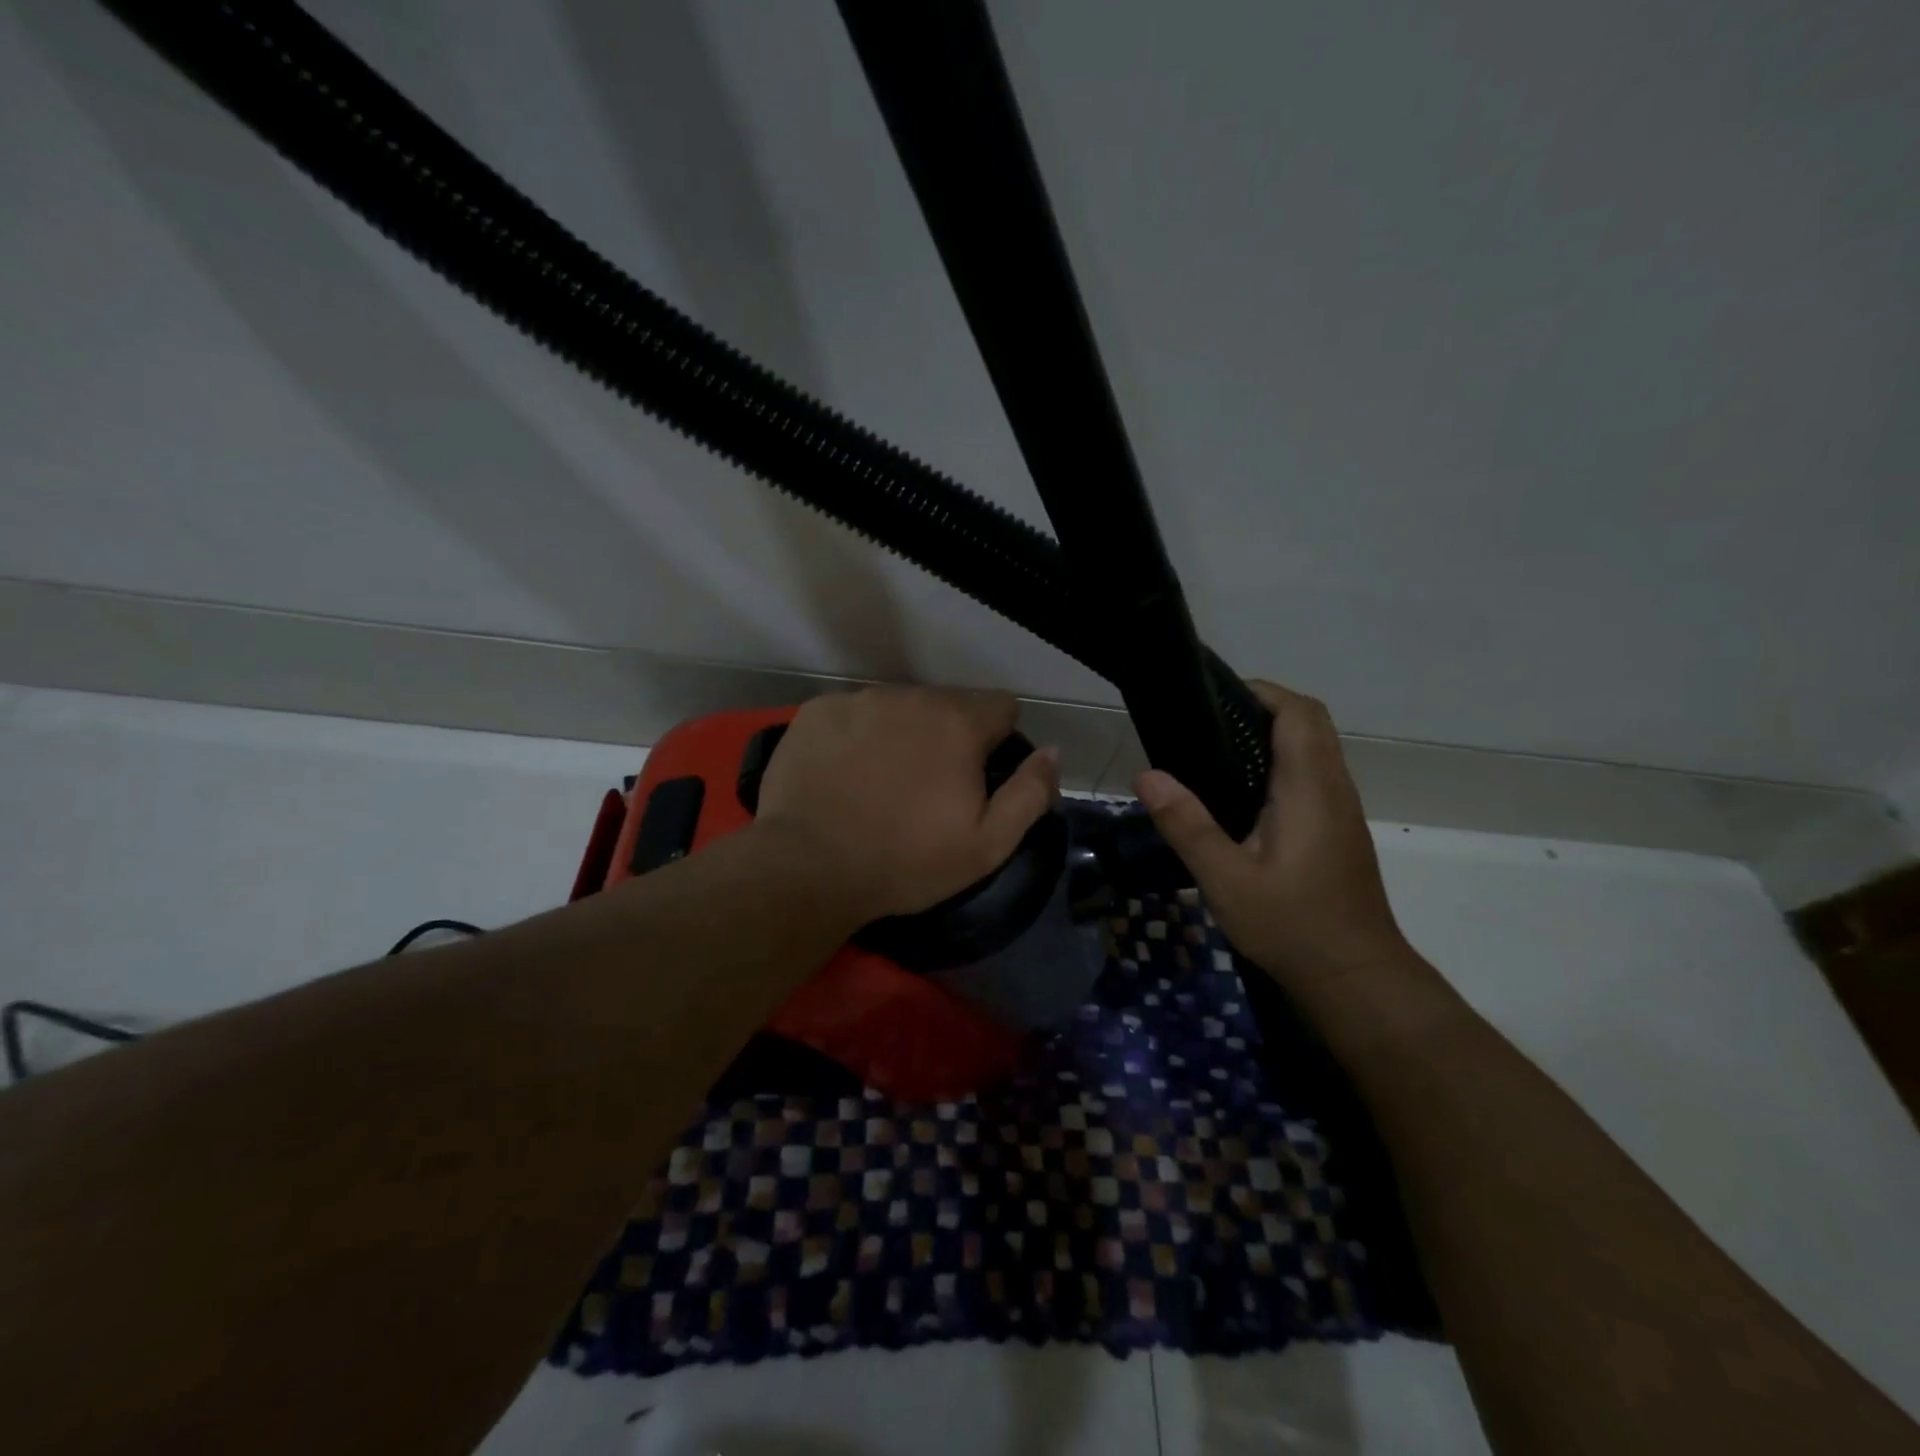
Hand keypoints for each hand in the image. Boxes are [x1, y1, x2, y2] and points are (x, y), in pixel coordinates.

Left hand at [752, 686, 1059, 924]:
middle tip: (928, 787)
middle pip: (948, 705)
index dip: (998, 740)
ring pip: (899, 708)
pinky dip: (857, 735)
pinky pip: (853, 713)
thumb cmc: (905, 861)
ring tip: (882, 781)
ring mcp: (859, 699)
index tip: (979, 775)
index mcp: (958, 722)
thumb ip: (1030, 793)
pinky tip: (843, 774)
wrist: (808, 866)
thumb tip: (1052, 754)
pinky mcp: (816, 711)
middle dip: (948, 736)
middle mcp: (911, 696)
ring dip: (902, 733)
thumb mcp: (987, 845)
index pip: (1001, 706)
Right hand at [1135, 681, 1411, 988]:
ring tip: (1215, 752)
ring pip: (1314, 749)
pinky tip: (1241, 795)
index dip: (1261, 692)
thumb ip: (1186, 824)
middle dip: (1263, 708)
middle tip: (1207, 723)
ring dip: (1273, 736)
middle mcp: (1333, 788)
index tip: (1214, 695)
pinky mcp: (1338, 831)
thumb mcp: (1226, 878)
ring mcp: (1341, 810)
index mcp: (1309, 788)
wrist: (1355, 978)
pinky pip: (1312, 775)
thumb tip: (1147, 775)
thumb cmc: (1292, 925)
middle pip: (1309, 723)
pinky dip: (1280, 764)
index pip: (1298, 712)